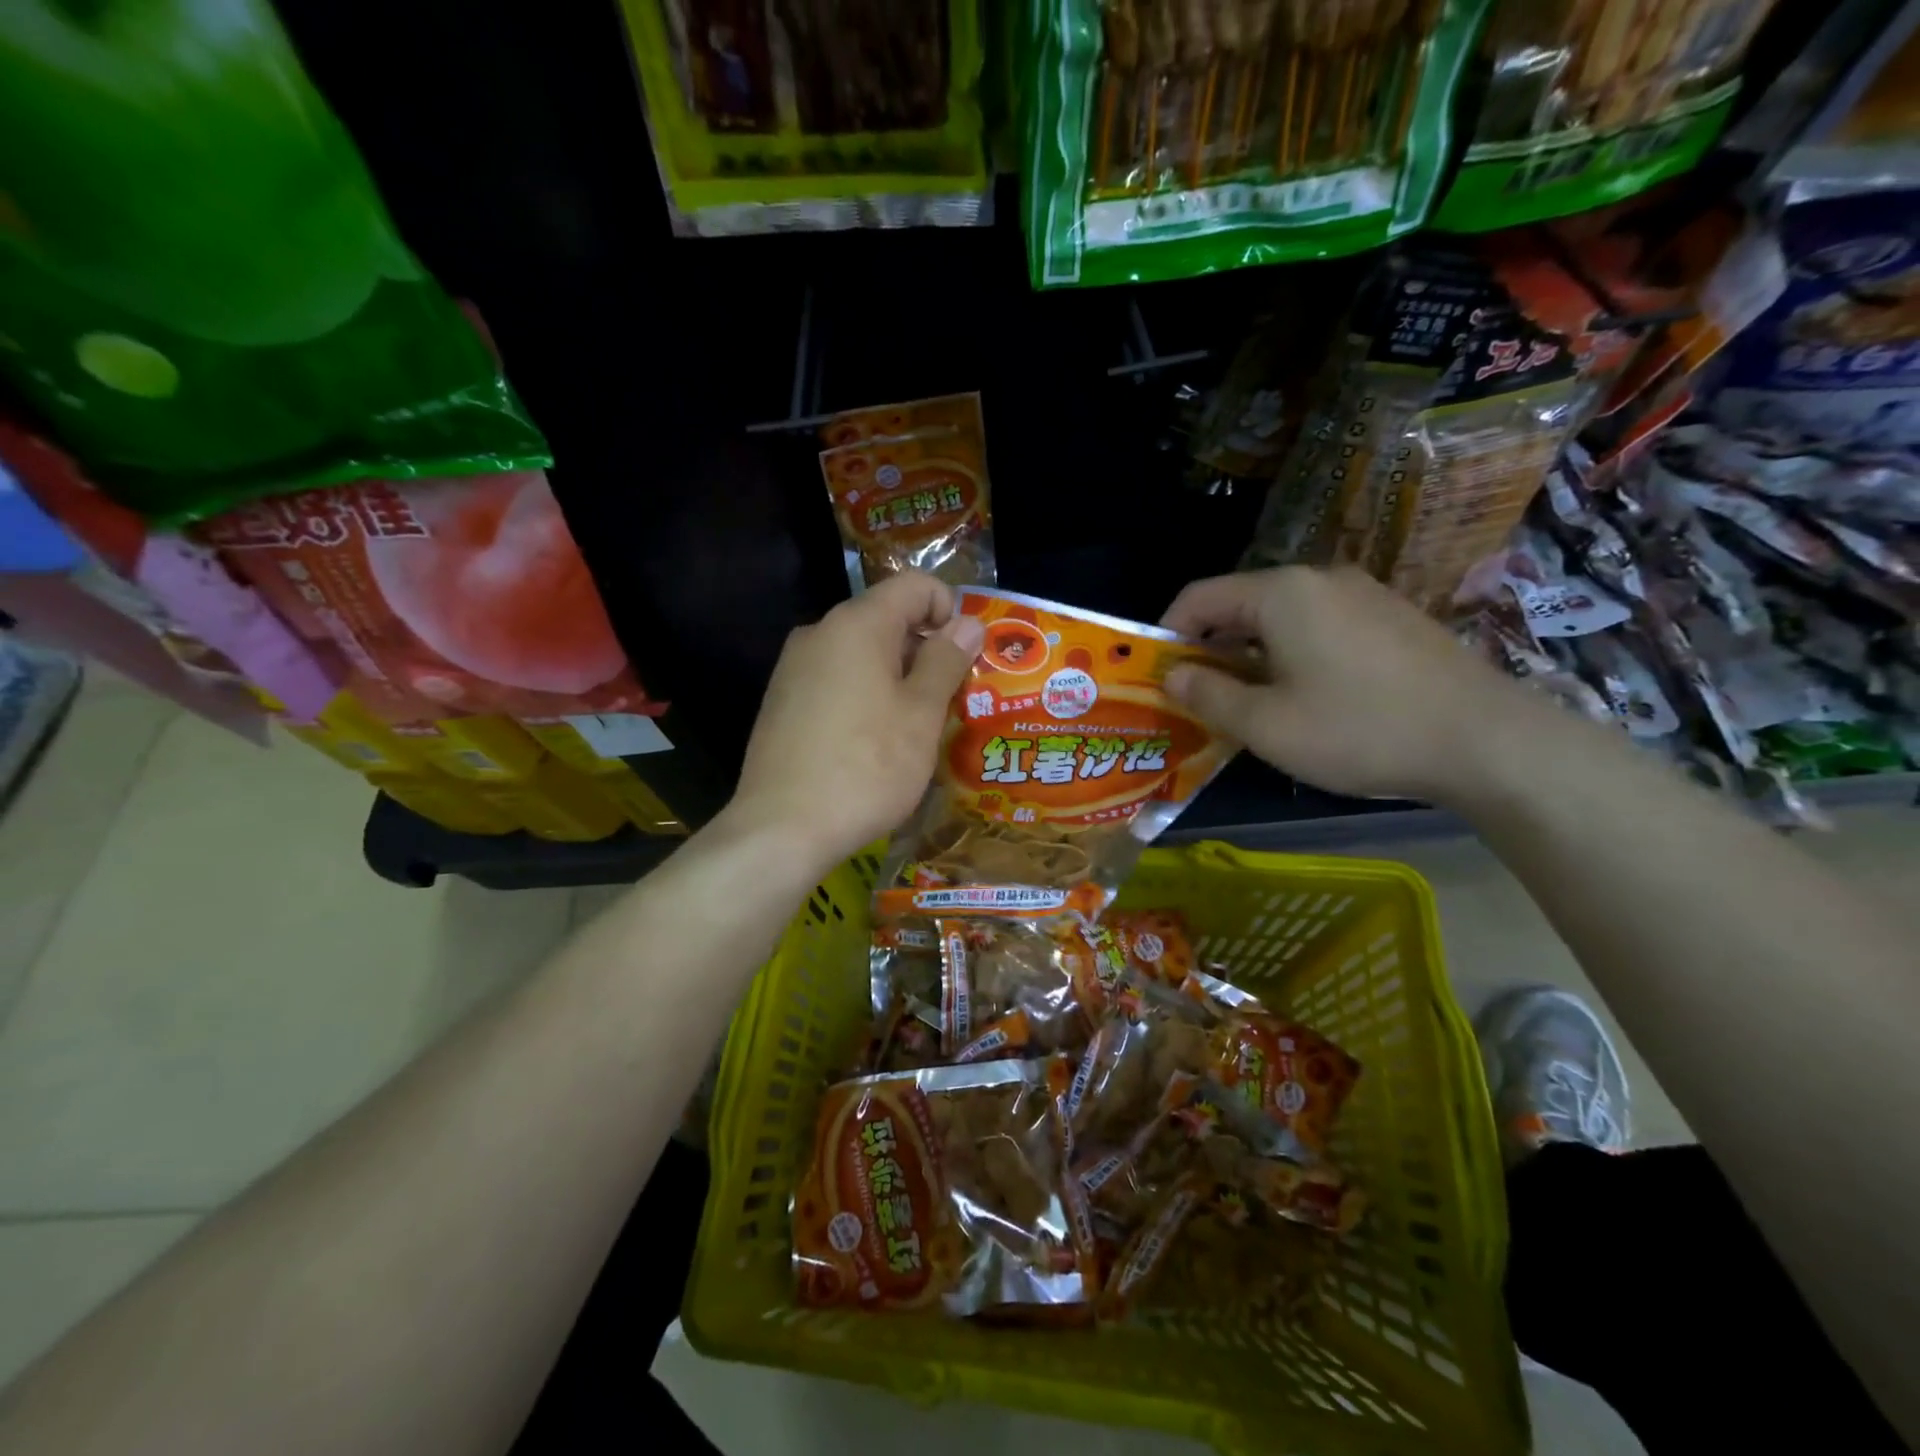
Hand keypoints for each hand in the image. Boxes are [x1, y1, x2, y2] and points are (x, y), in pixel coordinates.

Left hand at [724, 572, 984, 870]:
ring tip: (913, 729)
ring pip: (861, 653)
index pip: (915, 585)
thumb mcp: (921, 714)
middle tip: (949, 701)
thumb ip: (946, 660)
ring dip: (897, 677)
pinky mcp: (782, 702)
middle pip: (887, 618)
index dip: (950, 611)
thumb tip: (967, 623)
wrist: (782, 829)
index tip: (964, 660)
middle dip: (925, 650)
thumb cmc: (867, 767)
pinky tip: (872, 744)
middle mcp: (819, 633)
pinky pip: (836, 680)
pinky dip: (865, 695)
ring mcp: (794, 668)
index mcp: (857, 624)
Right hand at [1161, 567, 1539, 802]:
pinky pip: (1320, 626)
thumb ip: (1208, 696)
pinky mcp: (1393, 617)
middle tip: (1198, 696)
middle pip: (1241, 604)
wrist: (1486, 741)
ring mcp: (1363, 594)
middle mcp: (1320, 579)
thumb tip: (1172, 675)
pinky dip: (1291, 653)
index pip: (1200, 596)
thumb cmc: (1359, 730)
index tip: (1157, 674)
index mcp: (1281, 594)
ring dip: (1250, 654)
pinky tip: (1304, 696)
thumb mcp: (1266, 725)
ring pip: (1282, 617)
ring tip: (1247, 703)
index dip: (1167, 632)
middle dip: (1209, 647)